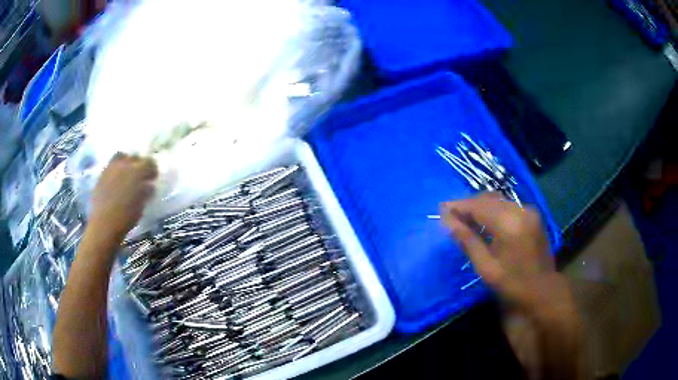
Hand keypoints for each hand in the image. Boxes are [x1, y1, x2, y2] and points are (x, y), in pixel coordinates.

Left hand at [90, 153, 157, 239]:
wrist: (104, 224)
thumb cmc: (126, 217)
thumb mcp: (141, 205)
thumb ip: (146, 192)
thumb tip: (149, 186)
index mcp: (138, 172)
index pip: (150, 163)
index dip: (152, 170)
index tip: (153, 179)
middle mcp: (125, 165)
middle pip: (135, 157)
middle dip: (139, 165)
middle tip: (140, 177)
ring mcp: (112, 168)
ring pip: (121, 157)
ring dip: (126, 163)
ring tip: (126, 175)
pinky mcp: (102, 174)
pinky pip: (111, 166)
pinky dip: (116, 170)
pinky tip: (116, 182)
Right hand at [441, 193, 572, 314]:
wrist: (543, 290)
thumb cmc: (513, 284)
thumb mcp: (486, 267)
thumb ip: (467, 240)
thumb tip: (446, 220)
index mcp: (509, 223)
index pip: (478, 206)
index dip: (458, 206)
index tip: (441, 209)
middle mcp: (520, 210)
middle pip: (489, 199)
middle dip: (469, 205)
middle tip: (451, 215)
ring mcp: (529, 211)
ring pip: (498, 200)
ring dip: (481, 207)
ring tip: (465, 219)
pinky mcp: (533, 215)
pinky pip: (508, 206)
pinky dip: (494, 210)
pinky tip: (485, 222)